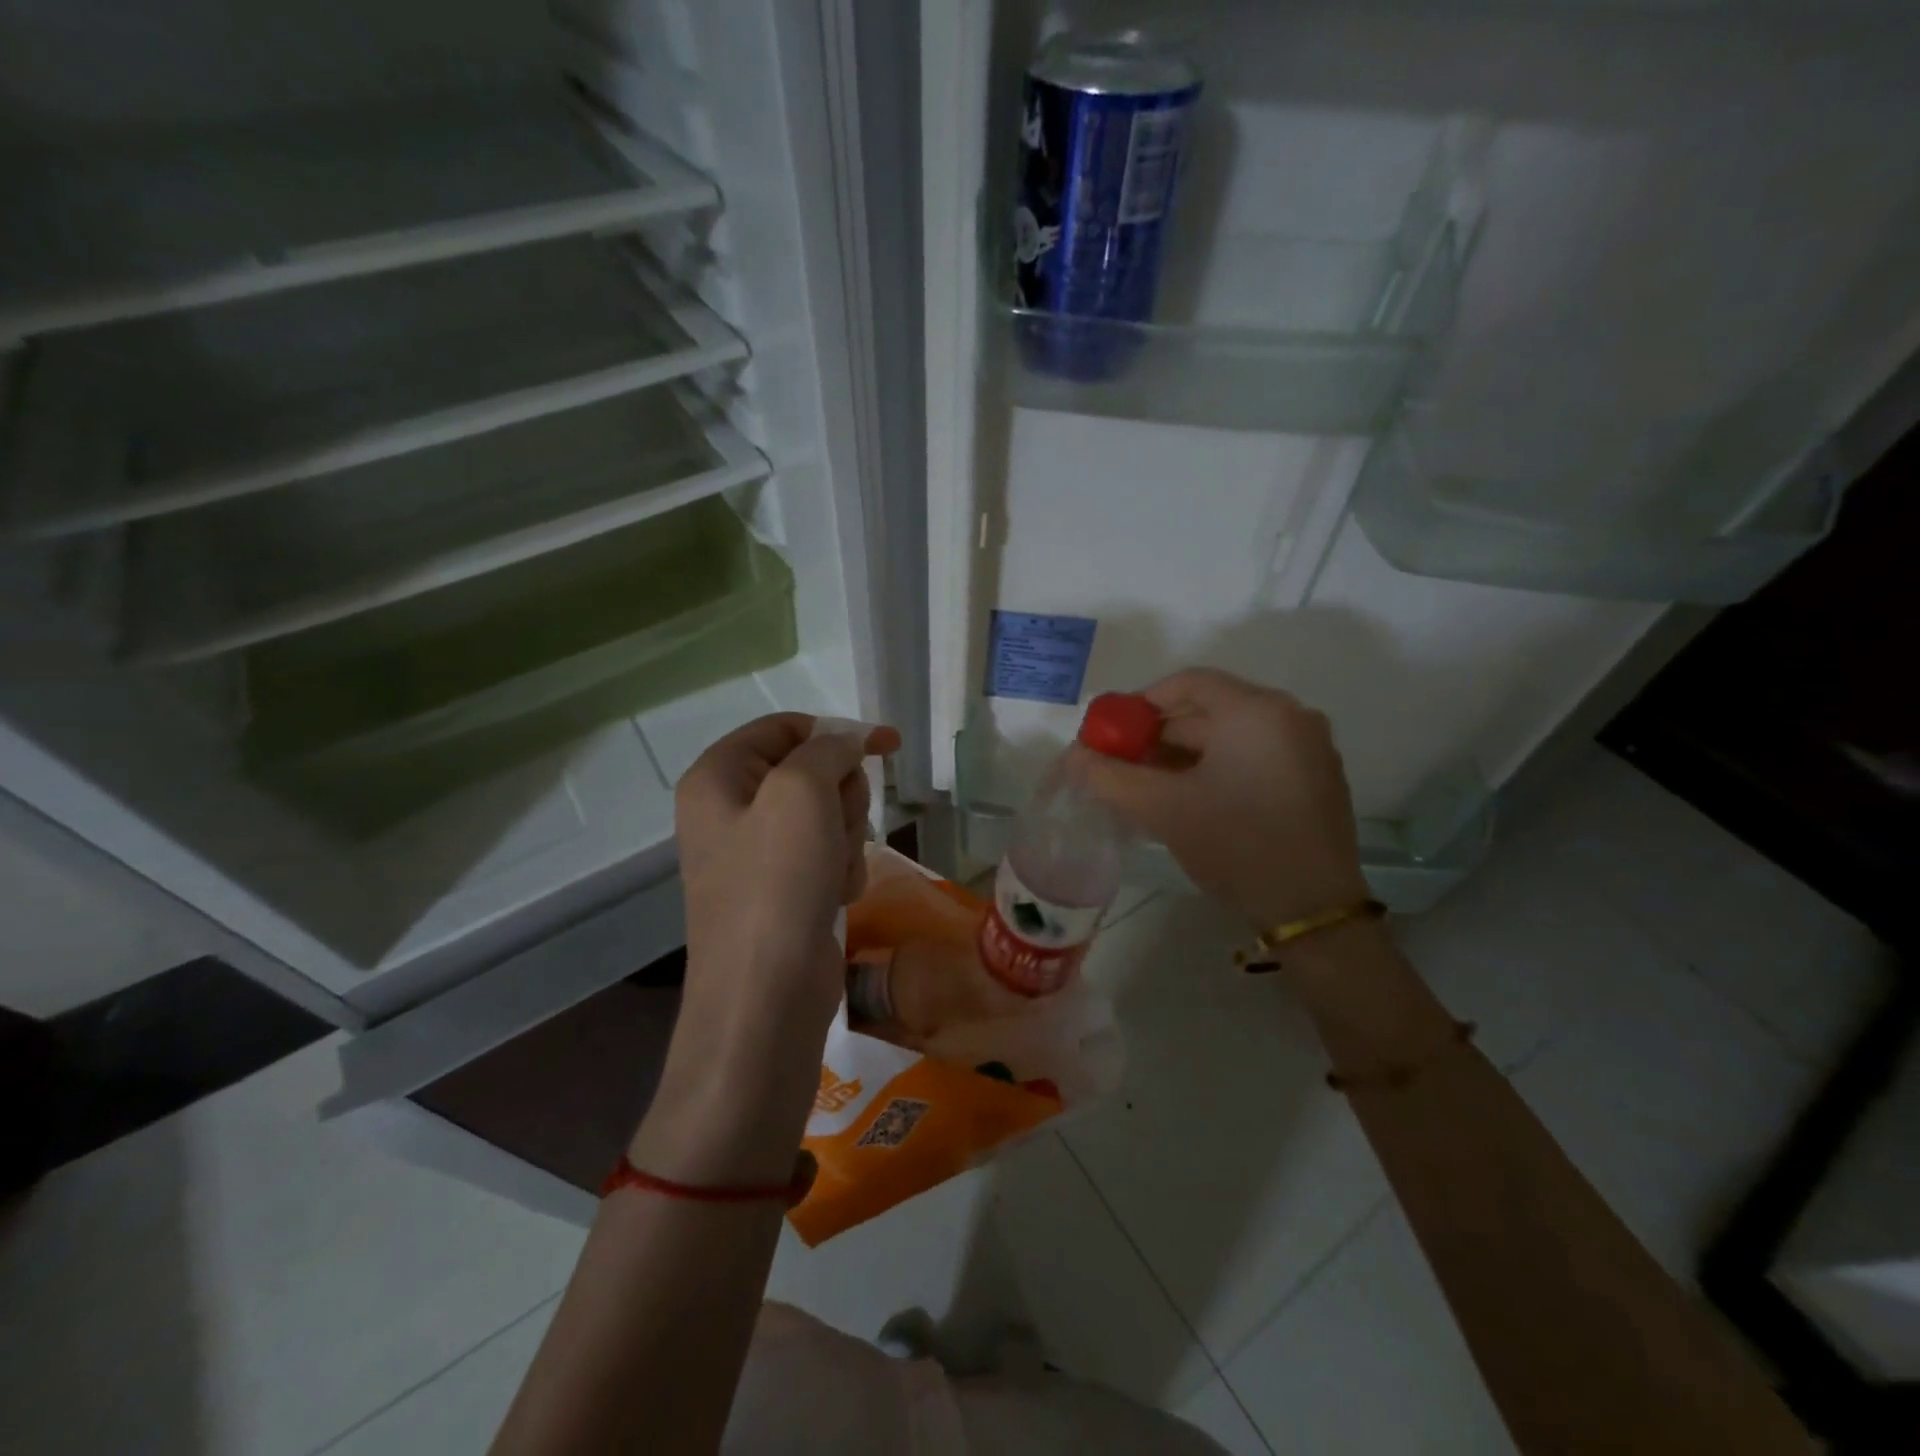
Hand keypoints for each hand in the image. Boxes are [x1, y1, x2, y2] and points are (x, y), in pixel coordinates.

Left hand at [676, 713, 900, 1044]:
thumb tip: (849, 741)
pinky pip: (827, 855)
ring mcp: (756, 854)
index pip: (784, 728)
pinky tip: (835, 897)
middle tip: (836, 827)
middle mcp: (730, 810)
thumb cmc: (776, 883)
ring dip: (844, 839)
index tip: (887, 746)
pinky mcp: (783, 889)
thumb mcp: (801, 793)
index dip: (836, 732)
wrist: (766, 995)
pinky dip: (841, 871)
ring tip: (832, 873)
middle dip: (840, 798)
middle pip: (811, 772)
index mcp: (717, 777)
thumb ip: (828, 750)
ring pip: (827, 816)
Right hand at [1076, 668, 1367, 927]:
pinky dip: (1217, 769)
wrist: (1313, 911)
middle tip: (1123, 767)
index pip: (1188, 682)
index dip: (1142, 703)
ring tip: (1150, 788)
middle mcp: (1289, 716)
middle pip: (1209, 710)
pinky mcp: (1315, 779)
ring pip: (1230, 736)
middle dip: (1160, 736)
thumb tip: (1073, 756)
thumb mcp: (1163, 809)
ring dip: (1185, 756)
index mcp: (1256, 711)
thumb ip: (1110, 776)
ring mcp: (1308, 748)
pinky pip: (1253, 756)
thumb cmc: (1236, 844)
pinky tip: (1191, 801)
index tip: (1113, 734)